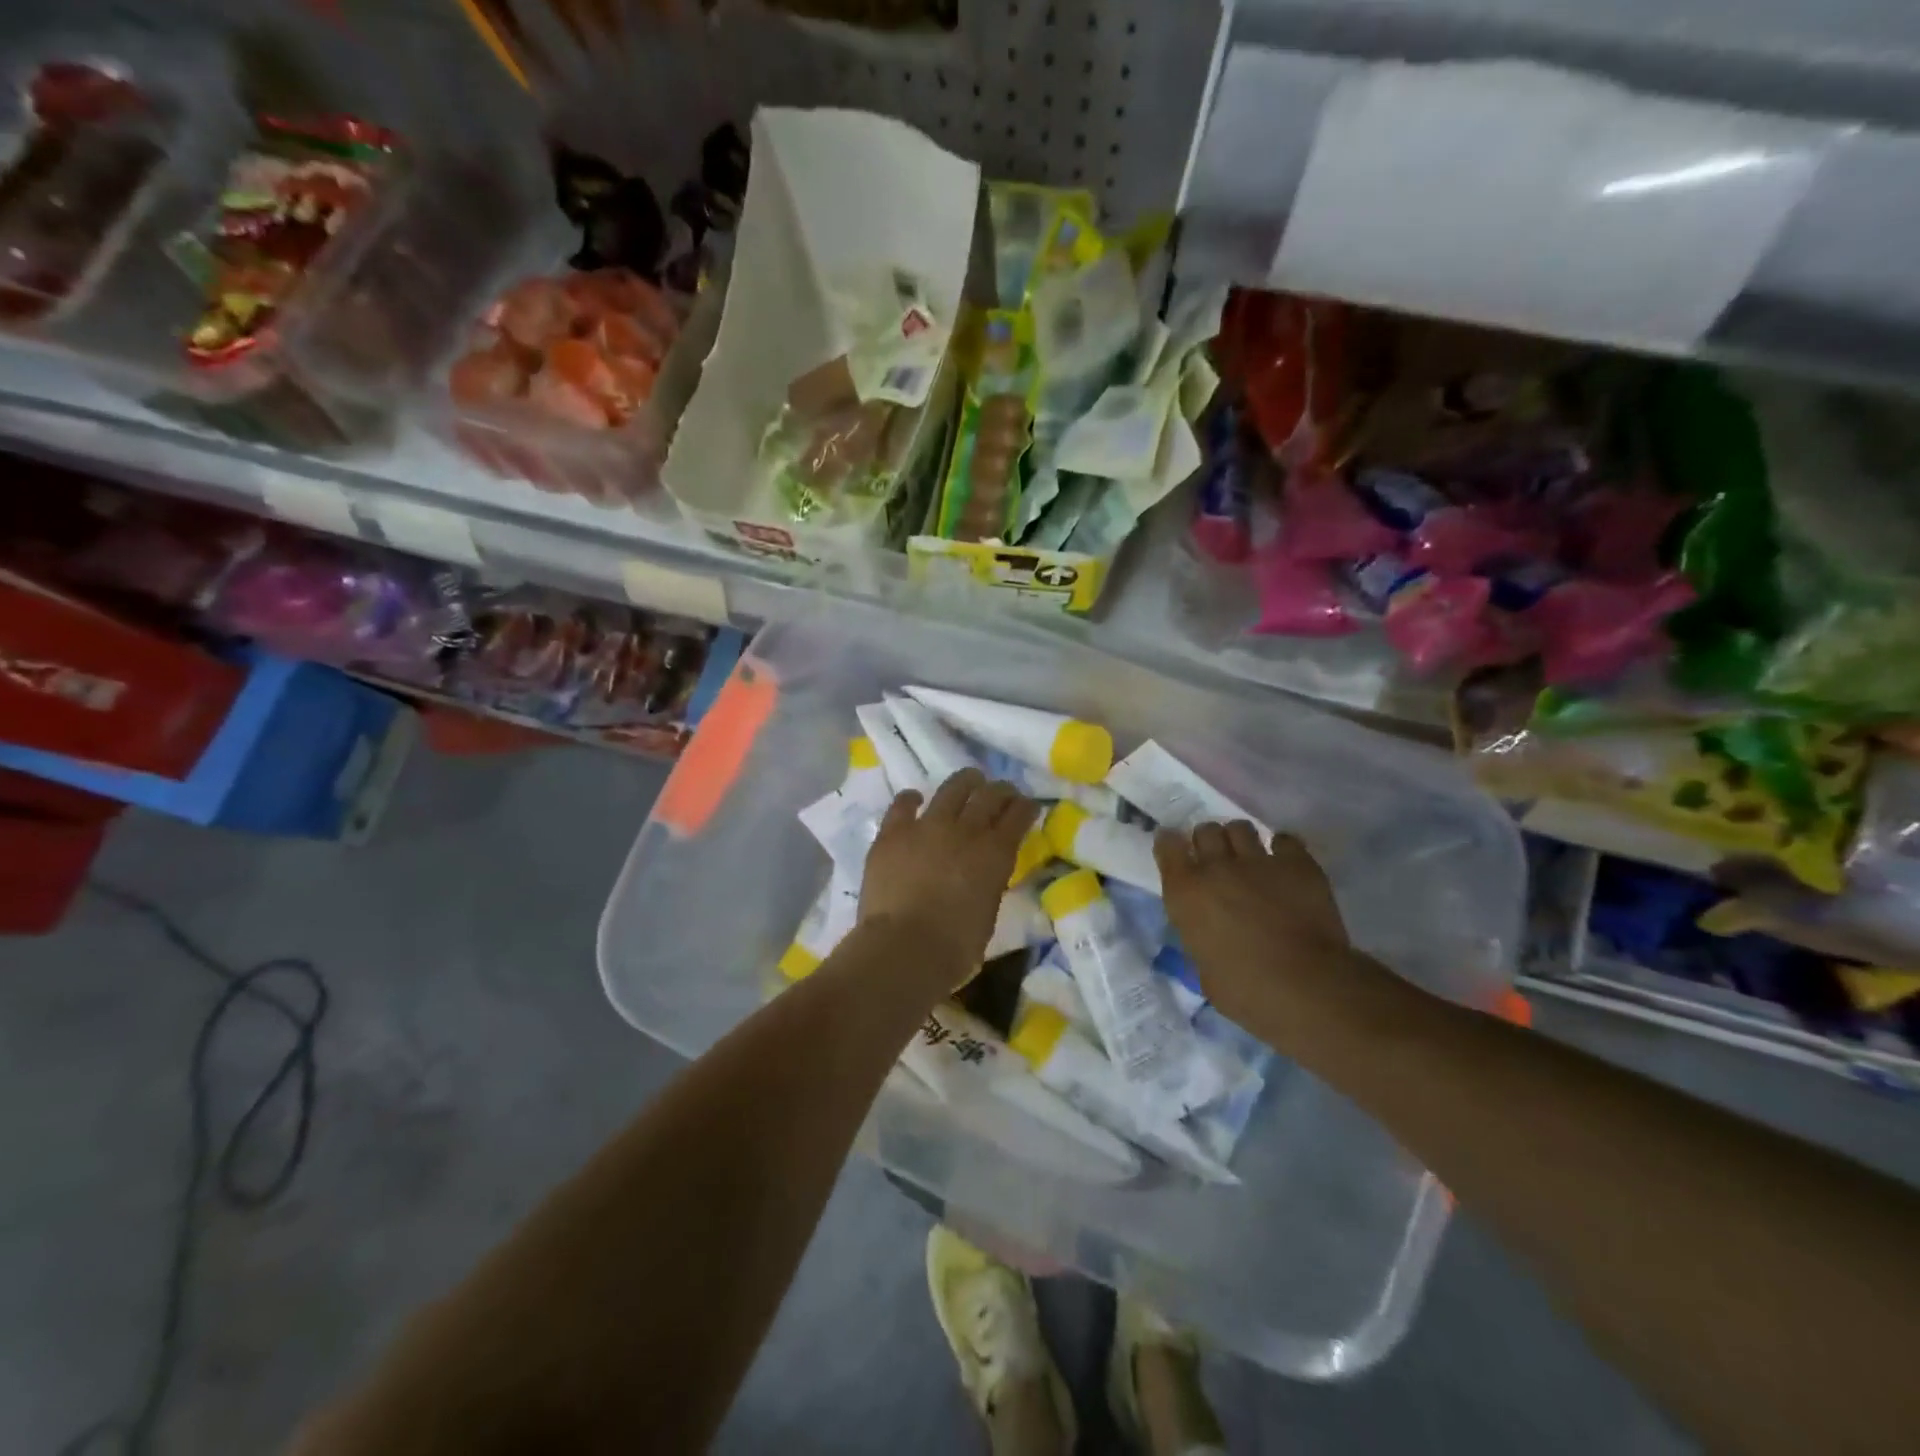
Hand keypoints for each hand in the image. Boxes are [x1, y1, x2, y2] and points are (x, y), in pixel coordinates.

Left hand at [860, 769, 1039, 991]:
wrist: (904, 948)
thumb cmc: (955, 947)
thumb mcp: (988, 912)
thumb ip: (989, 883)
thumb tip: (984, 874)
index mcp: (996, 853)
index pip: (1019, 816)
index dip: (1026, 807)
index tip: (1028, 805)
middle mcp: (966, 830)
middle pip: (990, 795)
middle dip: (1001, 790)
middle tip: (1003, 792)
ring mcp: (927, 826)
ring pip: (952, 788)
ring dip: (965, 782)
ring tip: (970, 780)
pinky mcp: (894, 832)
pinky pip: (903, 803)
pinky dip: (912, 799)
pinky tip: (915, 798)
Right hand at [1154, 822, 1362, 1036]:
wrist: (1306, 986)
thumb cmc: (1245, 990)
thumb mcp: (1203, 968)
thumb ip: (1200, 938)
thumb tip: (1208, 933)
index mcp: (1185, 892)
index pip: (1167, 846)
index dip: (1171, 846)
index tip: (1177, 853)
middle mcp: (1216, 867)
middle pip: (1205, 830)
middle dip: (1209, 842)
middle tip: (1218, 862)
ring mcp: (1258, 861)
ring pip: (1241, 828)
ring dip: (1241, 841)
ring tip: (1250, 858)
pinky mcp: (1297, 864)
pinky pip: (1285, 840)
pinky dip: (1282, 849)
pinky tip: (1285, 865)